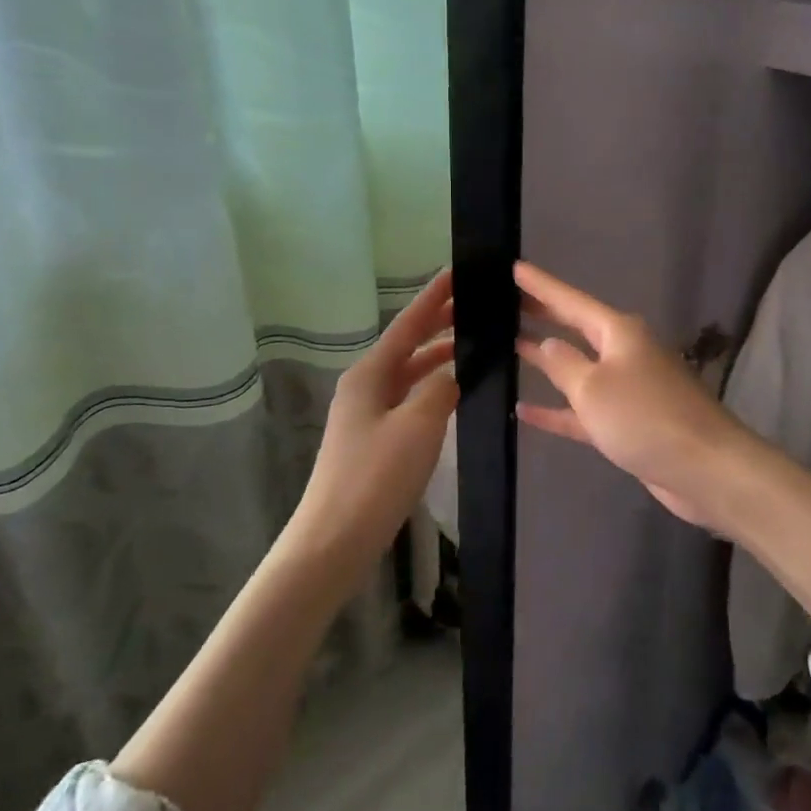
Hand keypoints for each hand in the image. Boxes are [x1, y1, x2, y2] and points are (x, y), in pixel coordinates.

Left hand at [296, 269, 457, 563]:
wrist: (334, 539)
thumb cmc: (375, 477)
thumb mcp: (418, 426)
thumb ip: (440, 389)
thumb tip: (452, 373)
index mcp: (370, 375)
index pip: (408, 325)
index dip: (434, 298)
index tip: (458, 272)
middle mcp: (365, 386)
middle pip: (407, 345)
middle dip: (439, 324)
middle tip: (476, 306)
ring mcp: (367, 414)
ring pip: (409, 373)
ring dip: (438, 357)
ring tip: (474, 344)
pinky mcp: (374, 440)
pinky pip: (409, 399)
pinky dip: (433, 387)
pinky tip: (453, 392)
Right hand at [514, 261, 752, 530]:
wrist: (704, 468)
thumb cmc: (645, 417)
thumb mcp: (593, 388)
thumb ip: (564, 364)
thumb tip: (548, 343)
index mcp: (619, 333)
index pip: (570, 301)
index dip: (541, 285)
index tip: (514, 267)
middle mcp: (624, 353)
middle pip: (576, 329)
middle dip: (545, 316)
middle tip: (507, 302)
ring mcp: (627, 389)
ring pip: (579, 369)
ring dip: (548, 361)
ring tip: (511, 345)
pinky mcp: (627, 423)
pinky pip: (583, 410)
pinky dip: (557, 410)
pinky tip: (523, 410)